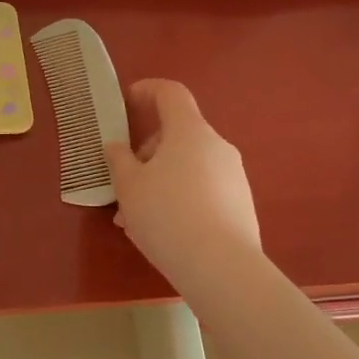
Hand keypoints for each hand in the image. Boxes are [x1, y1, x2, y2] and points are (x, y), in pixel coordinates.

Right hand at [105, 79, 261, 286]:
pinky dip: (179, 199)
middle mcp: (217, 146)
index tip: (128, 100)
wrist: (222, 267)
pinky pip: (202, 190)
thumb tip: (117, 146)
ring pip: (187, 167)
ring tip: (134, 218)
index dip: (148, 90)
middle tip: (123, 183)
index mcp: (189, 131)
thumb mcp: (129, 186)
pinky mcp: (240, 205)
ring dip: (159, 181)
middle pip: (177, 135)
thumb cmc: (167, 215)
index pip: (171, 93)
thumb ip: (119, 160)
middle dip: (147, 153)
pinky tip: (162, 231)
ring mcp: (233, 176)